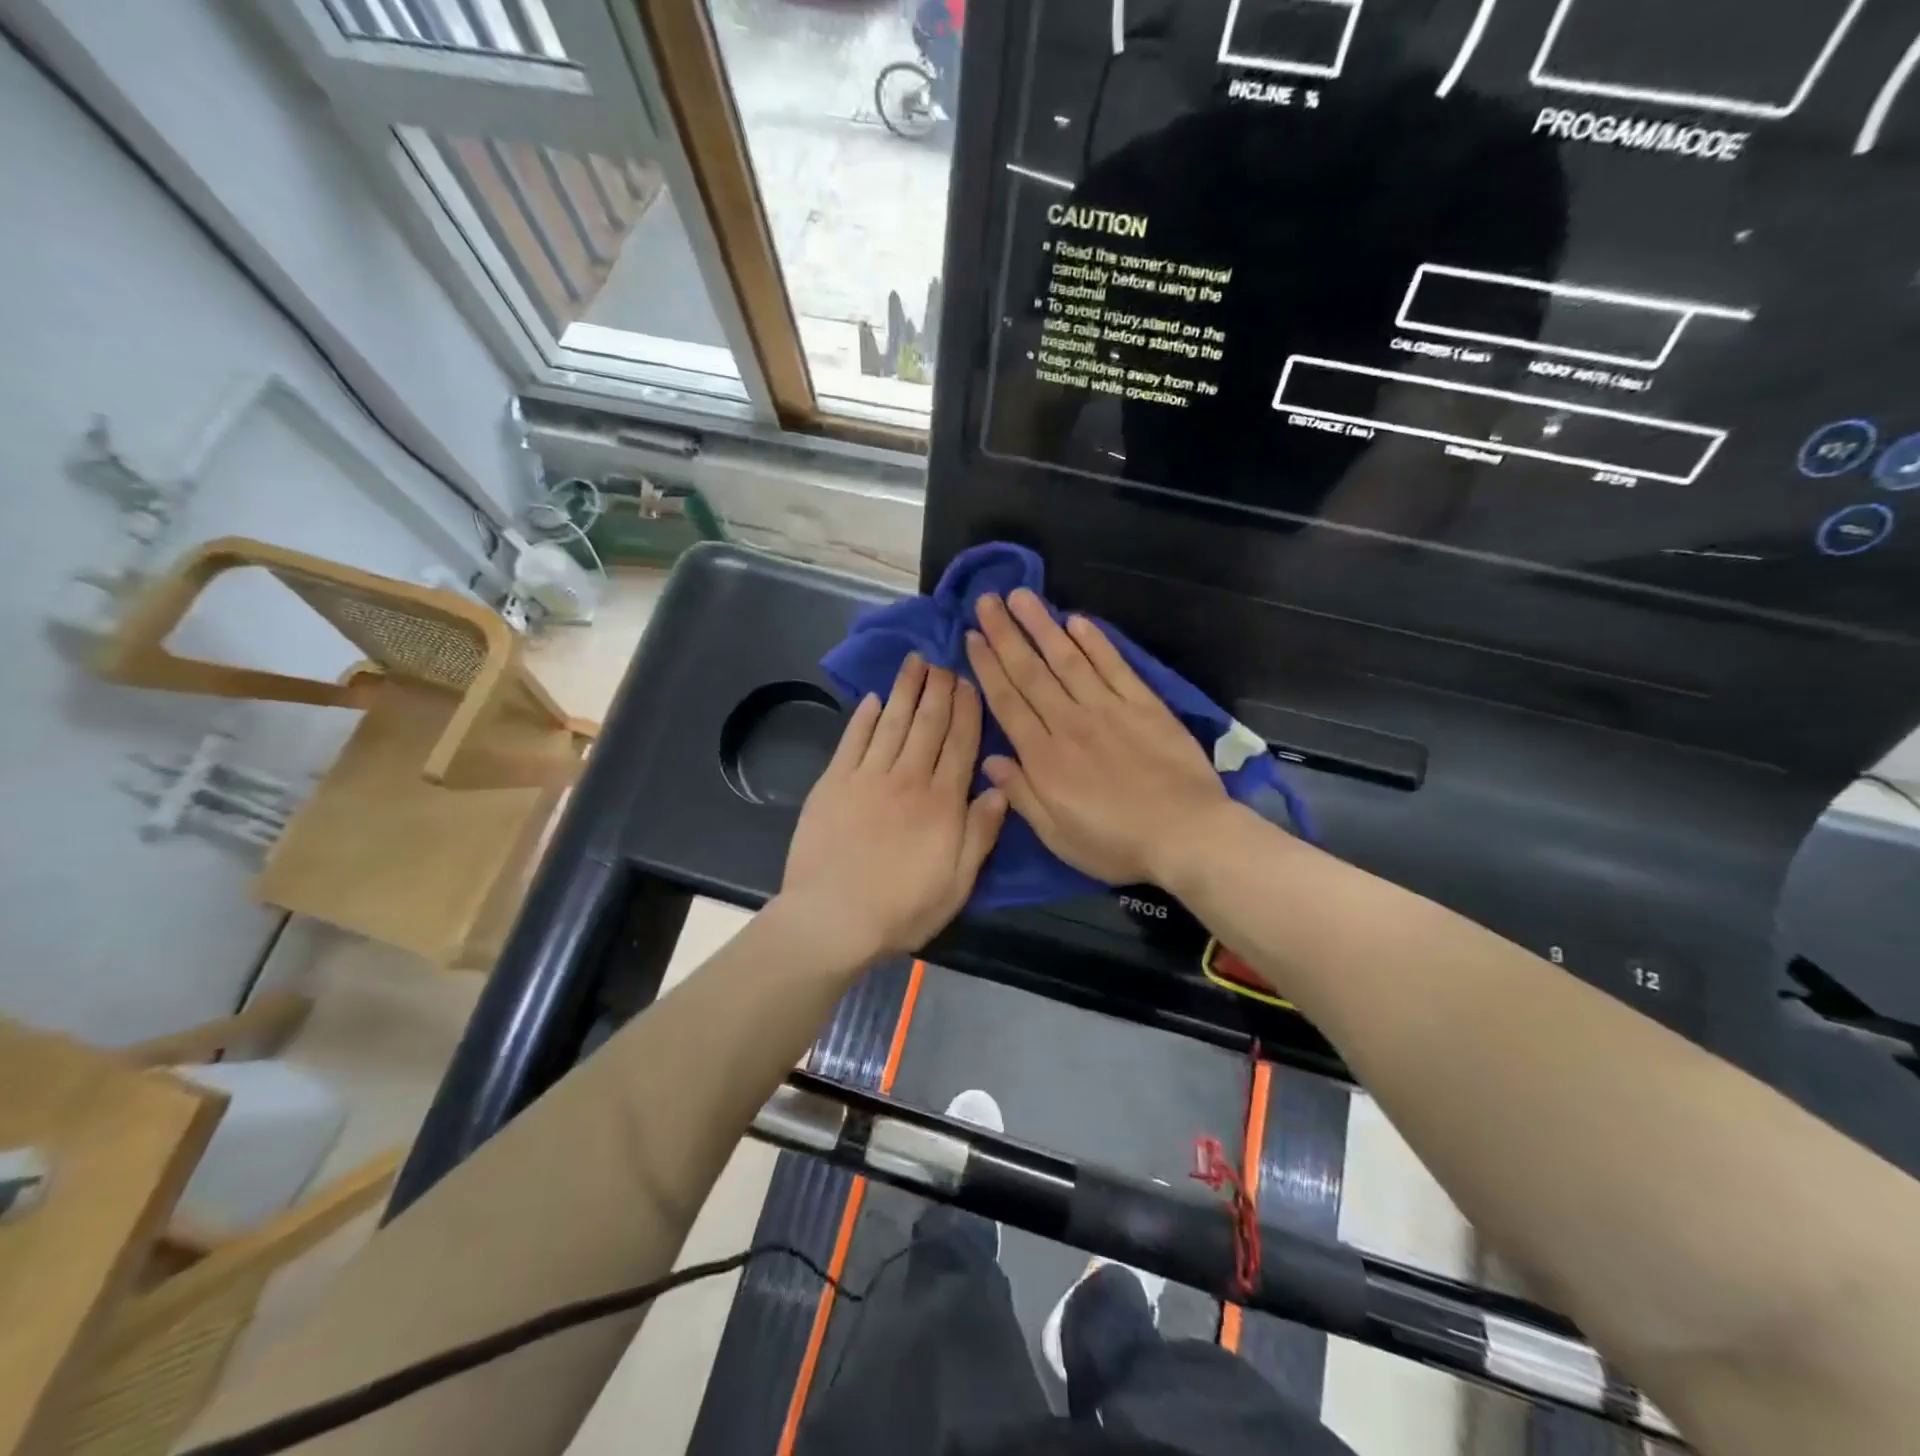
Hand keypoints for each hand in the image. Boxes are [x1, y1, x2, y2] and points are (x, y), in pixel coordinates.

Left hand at [780, 654, 1006, 963]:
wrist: (832, 918)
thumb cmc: (902, 908)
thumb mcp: (957, 882)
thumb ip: (980, 833)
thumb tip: (1001, 788)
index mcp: (942, 802)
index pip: (960, 745)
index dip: (967, 711)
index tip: (970, 683)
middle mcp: (907, 779)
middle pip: (928, 725)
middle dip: (939, 691)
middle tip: (945, 662)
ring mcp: (867, 778)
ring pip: (892, 724)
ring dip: (905, 691)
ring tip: (915, 663)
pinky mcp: (833, 784)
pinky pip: (852, 741)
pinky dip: (864, 718)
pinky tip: (874, 699)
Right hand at [964, 590, 1230, 886]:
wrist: (1187, 834)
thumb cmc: (1116, 844)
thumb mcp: (1058, 836)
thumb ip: (1022, 795)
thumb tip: (990, 760)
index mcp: (1044, 758)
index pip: (1008, 702)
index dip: (987, 667)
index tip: (971, 637)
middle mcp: (1070, 723)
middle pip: (1031, 672)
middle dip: (1006, 635)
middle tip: (986, 601)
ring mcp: (1108, 710)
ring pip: (1068, 660)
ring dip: (1042, 626)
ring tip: (1022, 597)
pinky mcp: (1144, 705)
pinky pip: (1114, 667)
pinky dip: (1095, 643)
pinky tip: (1077, 621)